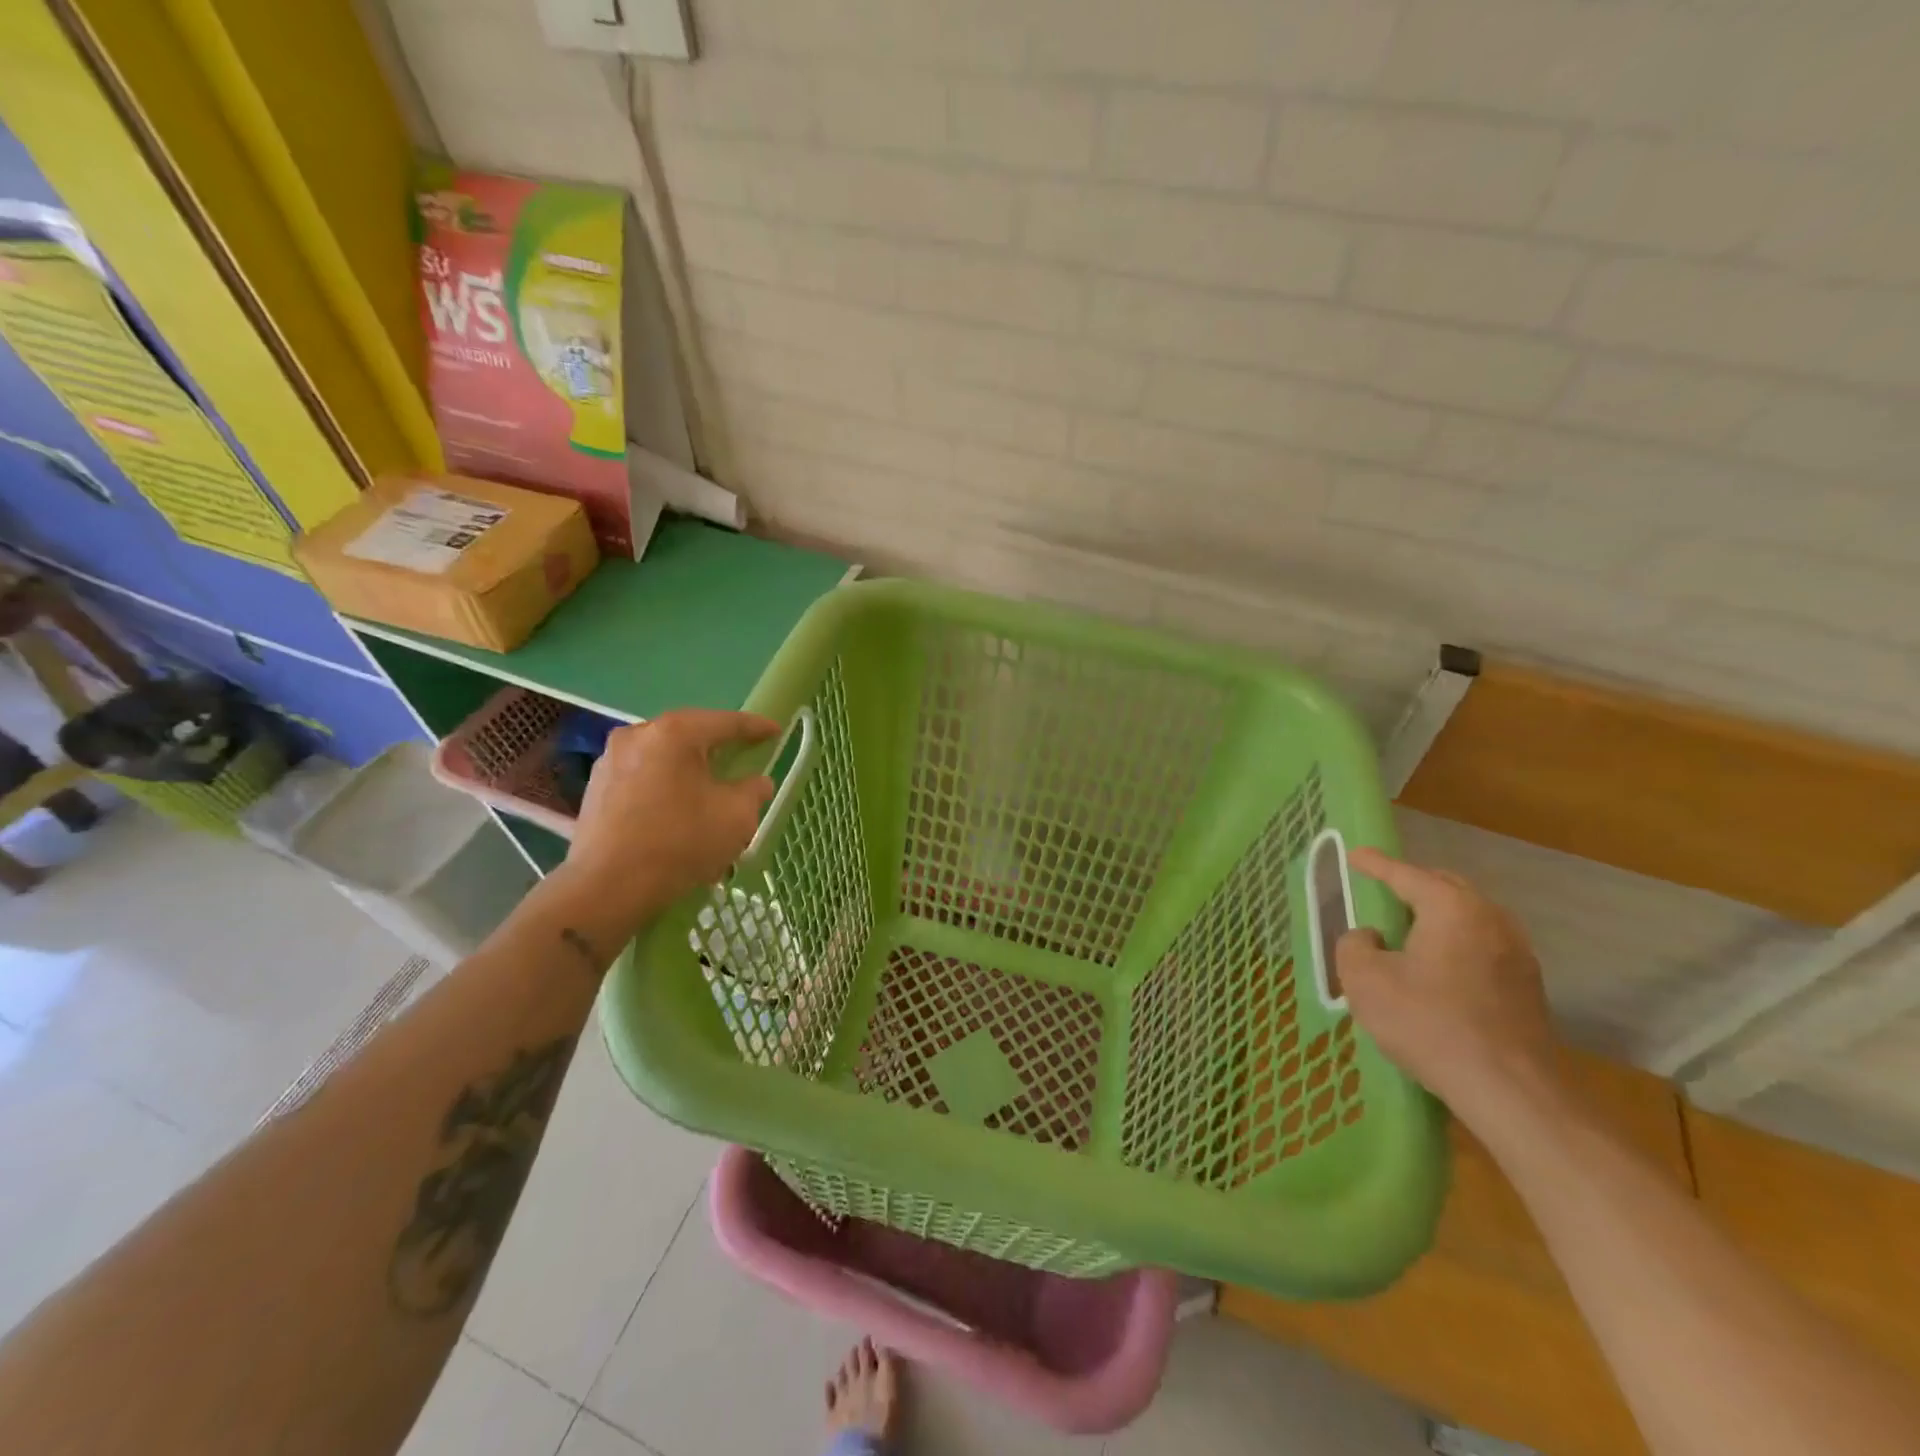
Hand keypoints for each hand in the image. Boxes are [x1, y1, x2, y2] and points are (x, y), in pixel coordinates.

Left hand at [555, 709, 779, 941]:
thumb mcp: (736, 817)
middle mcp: (638, 735)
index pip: (726, 722)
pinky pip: (642, 778)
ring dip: (688, 769)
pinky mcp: (595, 789)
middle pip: (689, 735)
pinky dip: (664, 787)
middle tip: (742, 758)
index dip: (756, 727)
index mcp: (675, 733)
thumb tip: (756, 783)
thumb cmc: (680, 843)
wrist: (607, 888)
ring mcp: (610, 761)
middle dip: (717, 747)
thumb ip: (753, 791)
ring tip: (707, 789)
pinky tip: (675, 811)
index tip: (776, 732)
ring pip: (663, 757)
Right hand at [1336, 848, 1560, 1126]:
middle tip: (1382, 893)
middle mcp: (1491, 919)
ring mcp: (1517, 953)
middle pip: (1446, 888)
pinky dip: (1455, 944)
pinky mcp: (1527, 987)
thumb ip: (1355, 945)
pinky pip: (1482, 946)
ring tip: (1407, 932)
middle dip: (1412, 885)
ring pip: (1469, 918)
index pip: (1405, 874)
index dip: (1374, 864)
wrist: (1510, 1090)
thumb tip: (1370, 938)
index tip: (1354, 855)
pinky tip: (1437, 969)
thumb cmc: (1429, 1023)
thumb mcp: (1365, 980)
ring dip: (1437, 917)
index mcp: (1451, 907)